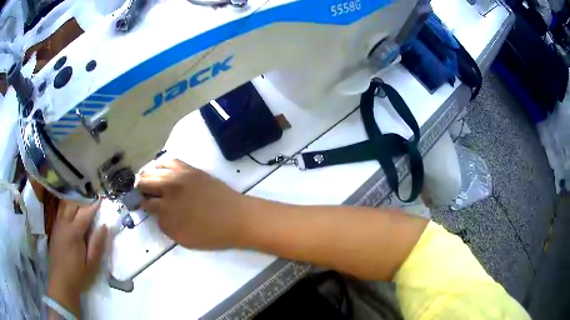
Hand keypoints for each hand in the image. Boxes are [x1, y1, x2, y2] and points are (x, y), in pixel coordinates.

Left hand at [48, 200, 107, 314]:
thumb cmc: (79, 276)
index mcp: (74, 232)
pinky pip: (60, 213)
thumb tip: (104, 226)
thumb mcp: (92, 265)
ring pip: (64, 206)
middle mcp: (64, 224)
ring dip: (74, 204)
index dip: (94, 206)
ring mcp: (57, 226)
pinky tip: (72, 217)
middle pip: (73, 204)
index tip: (102, 200)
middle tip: (92, 208)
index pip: (85, 213)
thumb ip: (97, 244)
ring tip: (82, 209)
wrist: (61, 283)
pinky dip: (67, 209)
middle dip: (83, 203)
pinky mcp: (54, 230)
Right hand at [138, 159, 250, 249]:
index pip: (144, 201)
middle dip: (139, 187)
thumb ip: (164, 225)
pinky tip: (161, 170)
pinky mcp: (190, 169)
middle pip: (145, 181)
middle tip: (140, 193)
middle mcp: (169, 187)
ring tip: (148, 182)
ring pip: (154, 169)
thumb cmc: (210, 234)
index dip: (139, 203)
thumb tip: (155, 212)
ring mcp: (180, 175)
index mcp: (166, 207)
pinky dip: (161, 164)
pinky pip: (170, 160)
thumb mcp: (182, 238)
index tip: (137, 204)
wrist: (236, 218)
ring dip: (148, 175)